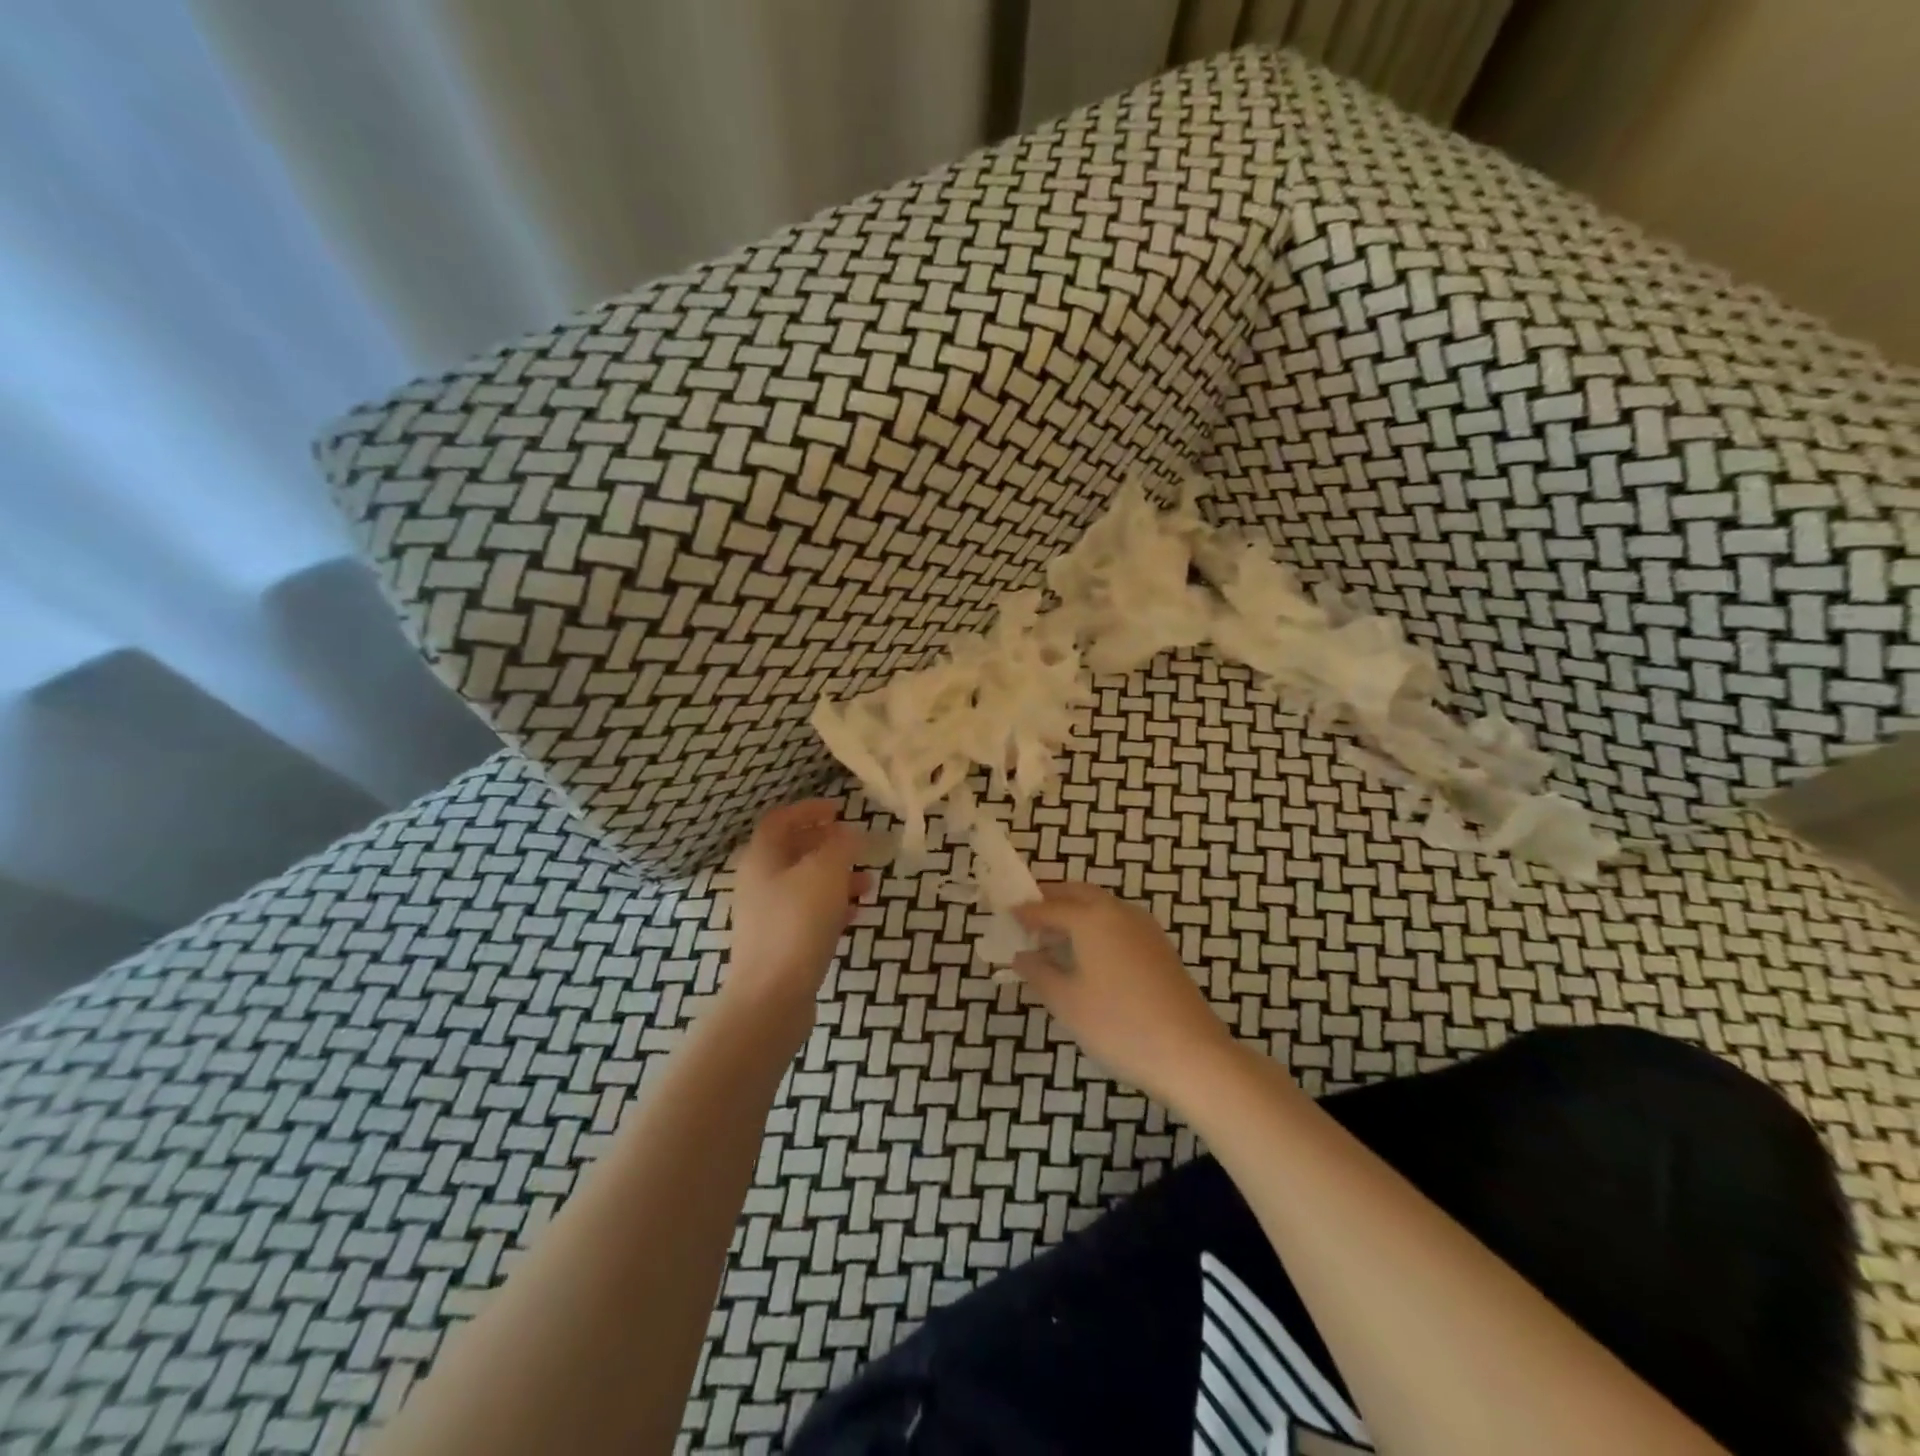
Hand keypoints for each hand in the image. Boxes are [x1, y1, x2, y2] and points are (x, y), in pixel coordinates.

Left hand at [727, 800, 869, 1013]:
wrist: (771, 998)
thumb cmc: (797, 924)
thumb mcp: (826, 873)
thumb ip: (841, 845)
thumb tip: (848, 834)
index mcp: (762, 858)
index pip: (781, 819)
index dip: (810, 809)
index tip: (840, 809)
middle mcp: (759, 883)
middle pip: (794, 851)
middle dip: (830, 846)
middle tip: (859, 848)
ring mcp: (767, 916)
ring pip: (806, 884)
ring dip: (837, 878)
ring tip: (869, 885)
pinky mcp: (779, 944)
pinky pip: (808, 914)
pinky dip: (832, 907)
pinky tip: (855, 915)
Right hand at [1013, 882, 1233, 1106]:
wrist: (1190, 1052)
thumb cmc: (1118, 1025)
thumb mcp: (1067, 1002)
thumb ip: (1039, 972)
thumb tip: (1021, 955)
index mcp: (1091, 918)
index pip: (1048, 907)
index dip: (1025, 912)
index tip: (1005, 914)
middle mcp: (1118, 912)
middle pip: (1078, 893)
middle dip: (1052, 899)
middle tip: (1029, 915)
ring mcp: (1144, 927)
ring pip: (1101, 905)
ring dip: (1075, 911)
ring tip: (1054, 936)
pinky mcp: (1159, 946)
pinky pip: (1118, 922)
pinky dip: (1096, 925)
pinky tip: (1088, 954)